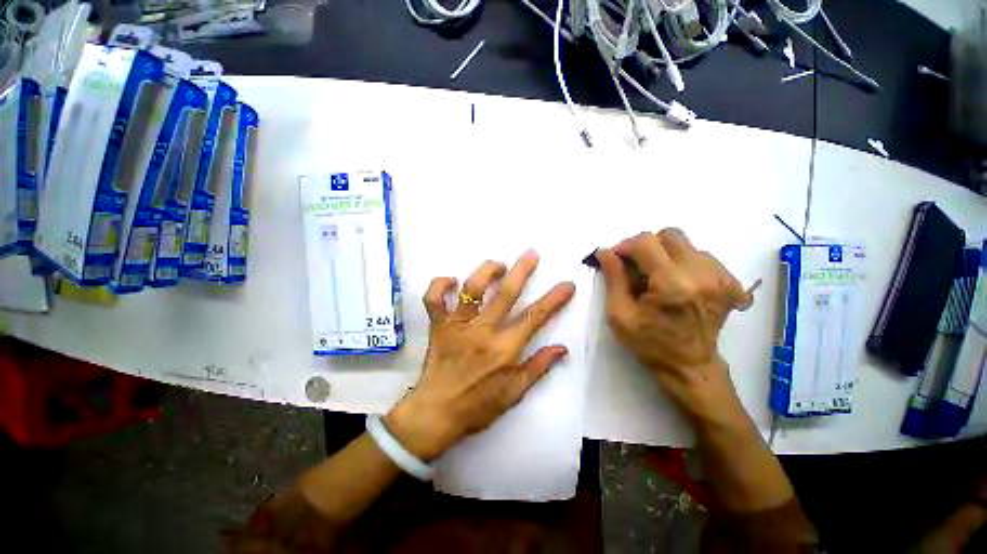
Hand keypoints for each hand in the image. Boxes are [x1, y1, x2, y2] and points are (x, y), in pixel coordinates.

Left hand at [384, 251, 575, 460]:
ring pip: (471, 289)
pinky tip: (453, 280)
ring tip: (498, 264)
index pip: (534, 317)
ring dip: (486, 271)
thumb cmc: (477, 407)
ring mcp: (458, 325)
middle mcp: (482, 331)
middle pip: (505, 294)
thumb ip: (538, 368)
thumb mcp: (514, 393)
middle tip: (531, 254)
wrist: (435, 414)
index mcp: (504, 349)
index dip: (554, 299)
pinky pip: (433, 299)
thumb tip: (562, 348)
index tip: (567, 284)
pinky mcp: (438, 325)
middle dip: (522, 271)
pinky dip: (440, 285)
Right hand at [598, 229, 751, 421]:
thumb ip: (613, 278)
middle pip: (670, 235)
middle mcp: (703, 275)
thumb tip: (604, 251)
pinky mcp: (732, 283)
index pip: (646, 242)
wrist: (690, 367)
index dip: (625, 246)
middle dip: (646, 246)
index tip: (615, 259)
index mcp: (673, 285)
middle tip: (635, 267)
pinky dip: (683, 263)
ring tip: (656, 279)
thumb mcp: (619, 314)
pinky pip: (702, 256)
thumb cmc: (649, 343)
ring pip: (686, 245)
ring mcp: (723, 278)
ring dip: (665, 255)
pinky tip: (677, 283)